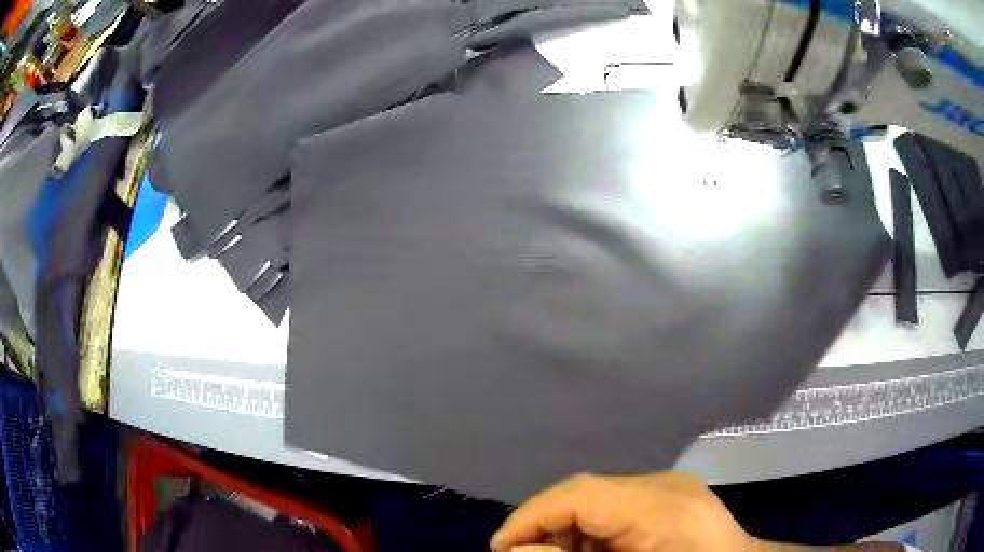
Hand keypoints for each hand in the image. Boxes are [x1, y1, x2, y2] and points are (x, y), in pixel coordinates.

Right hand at [490, 472, 752, 551]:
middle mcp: (665, 486)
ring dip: (566, 529)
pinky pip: (617, 508)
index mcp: (661, 505)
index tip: (499, 546)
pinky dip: (592, 531)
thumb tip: (514, 549)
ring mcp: (670, 488)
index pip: (581, 493)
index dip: (531, 516)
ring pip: (597, 499)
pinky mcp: (670, 498)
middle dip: (544, 525)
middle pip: (585, 491)